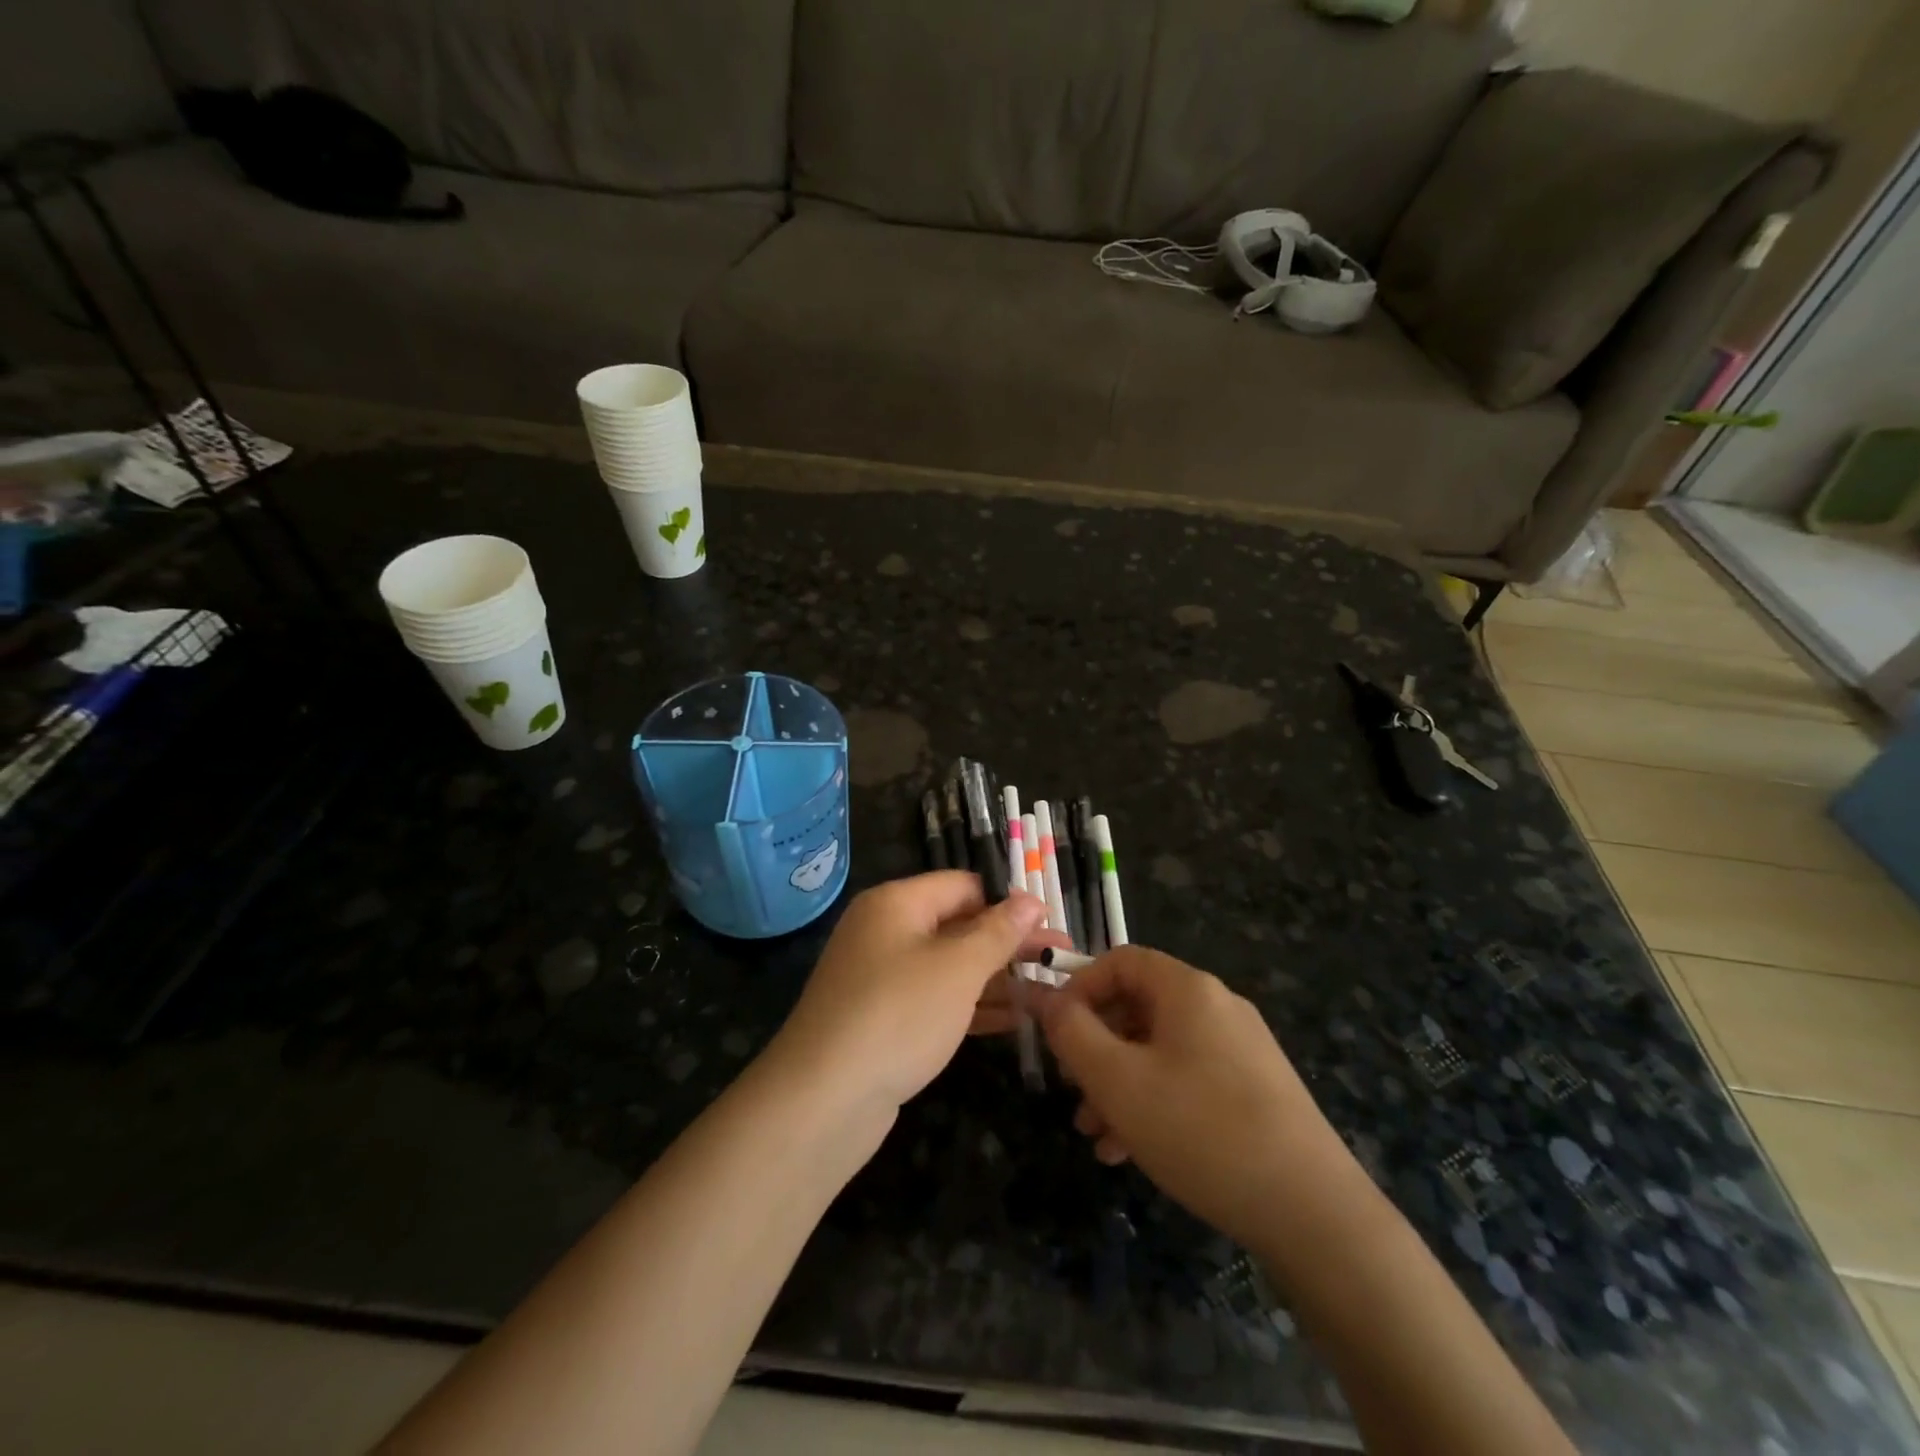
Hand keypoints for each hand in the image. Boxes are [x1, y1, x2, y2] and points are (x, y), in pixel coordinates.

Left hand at [770, 873, 1061, 1112]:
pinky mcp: (883, 1019)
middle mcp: (885, 932)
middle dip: (1009, 943)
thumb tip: (1031, 899)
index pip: (963, 885)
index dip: (1008, 902)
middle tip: (1061, 960)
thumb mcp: (958, 968)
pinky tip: (1015, 1019)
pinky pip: (936, 1000)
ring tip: (1049, 992)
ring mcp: (881, 978)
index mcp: (896, 903)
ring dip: (997, 978)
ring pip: (950, 966)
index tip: (1051, 924)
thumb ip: (998, 932)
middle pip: (958, 925)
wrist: (822, 1100)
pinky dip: (973, 1005)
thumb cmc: (898, 1015)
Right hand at [1037, 947, 1348, 1248]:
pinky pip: (1188, 1079)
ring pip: (1160, 1050)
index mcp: (1188, 989)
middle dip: (1095, 1045)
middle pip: (1138, 1007)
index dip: (1079, 986)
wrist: (1313, 1212)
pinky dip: (1153, 1102)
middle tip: (1070, 1087)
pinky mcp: (1255, 1090)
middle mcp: (1217, 1007)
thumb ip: (1072, 1032)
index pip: (1120, 960)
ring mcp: (1241, 1049)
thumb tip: (1045, 998)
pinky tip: (1130, 1152)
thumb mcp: (1118, 1080)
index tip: (1055, 1030)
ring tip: (1093, 1133)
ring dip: (1119, 1083)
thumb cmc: (1201, 1129)